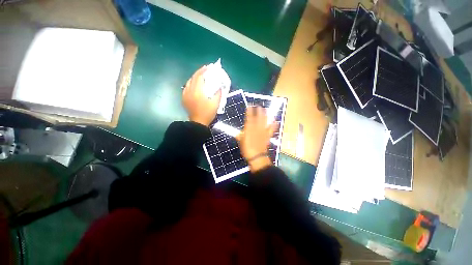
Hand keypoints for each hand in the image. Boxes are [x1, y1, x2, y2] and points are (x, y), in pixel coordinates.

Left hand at [182, 66, 221, 126]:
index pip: (199, 77)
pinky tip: (195, 85)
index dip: (203, 71)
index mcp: (197, 91)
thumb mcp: (216, 104)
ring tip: (201, 76)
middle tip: (205, 70)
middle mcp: (189, 91)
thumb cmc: (207, 113)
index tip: (208, 67)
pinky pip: (186, 87)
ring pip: (189, 82)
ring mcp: (185, 94)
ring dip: (195, 77)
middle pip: (193, 77)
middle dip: (199, 72)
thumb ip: (218, 94)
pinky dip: (191, 84)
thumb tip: (220, 87)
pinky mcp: (184, 98)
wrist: (198, 123)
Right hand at [236, 106, 276, 172]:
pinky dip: (274, 125)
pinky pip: (271, 129)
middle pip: (258, 117)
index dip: (249, 111)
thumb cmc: (247, 149)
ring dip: (266, 115)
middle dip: (259, 111)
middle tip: (259, 106)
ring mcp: (263, 131)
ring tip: (267, 110)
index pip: (249, 118)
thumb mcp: (241, 142)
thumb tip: (238, 133)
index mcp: (249, 129)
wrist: (257, 157)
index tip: (249, 106)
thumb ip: (239, 136)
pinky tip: (276, 121)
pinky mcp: (267, 136)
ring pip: (265, 121)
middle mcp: (257, 128)